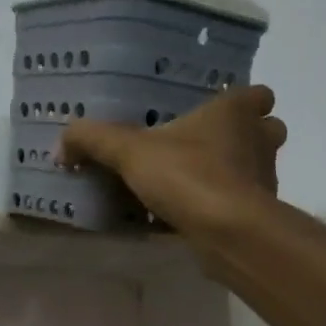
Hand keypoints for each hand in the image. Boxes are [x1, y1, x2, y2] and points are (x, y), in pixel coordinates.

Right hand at [60, 84, 285, 236]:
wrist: (229, 231)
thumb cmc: (188, 175)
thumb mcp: (129, 152)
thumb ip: (94, 141)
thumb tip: (61, 146)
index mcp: (234, 112)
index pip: (258, 94)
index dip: (242, 102)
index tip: (216, 113)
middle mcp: (259, 140)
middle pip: (264, 130)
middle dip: (242, 137)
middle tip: (204, 148)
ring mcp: (264, 178)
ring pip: (256, 167)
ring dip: (234, 173)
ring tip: (196, 184)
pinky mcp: (260, 214)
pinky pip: (242, 204)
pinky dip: (224, 207)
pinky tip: (194, 218)